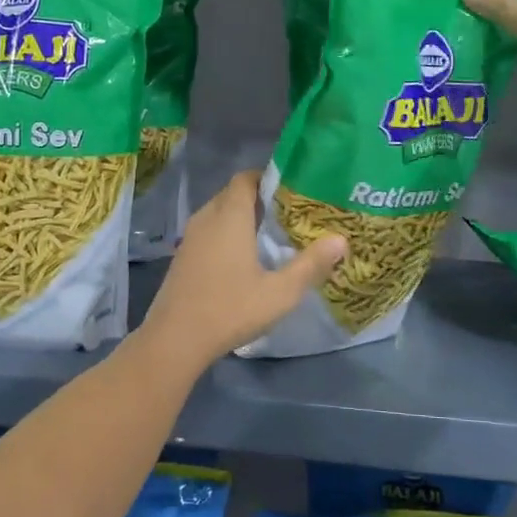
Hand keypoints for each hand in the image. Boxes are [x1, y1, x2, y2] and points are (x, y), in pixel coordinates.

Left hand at [137, 170, 345, 367]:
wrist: (175, 339)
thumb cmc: (230, 309)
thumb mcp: (279, 292)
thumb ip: (311, 265)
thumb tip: (341, 239)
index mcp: (229, 216)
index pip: (245, 178)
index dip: (267, 178)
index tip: (291, 190)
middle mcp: (206, 218)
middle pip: (232, 193)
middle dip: (258, 198)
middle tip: (288, 213)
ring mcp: (190, 238)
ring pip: (218, 213)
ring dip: (241, 217)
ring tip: (270, 234)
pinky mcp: (182, 257)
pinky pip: (208, 231)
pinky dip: (225, 233)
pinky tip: (243, 257)